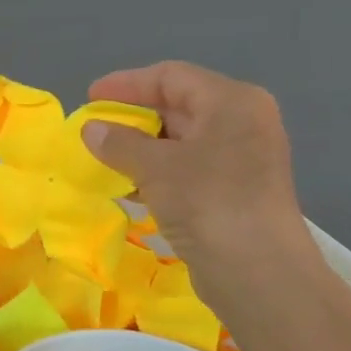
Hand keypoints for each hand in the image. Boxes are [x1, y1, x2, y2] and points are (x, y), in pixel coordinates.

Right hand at [81, 62, 321, 314]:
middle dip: (133, 117)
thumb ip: (119, 142)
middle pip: (177, 106)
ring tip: (102, 159)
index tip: (90, 98)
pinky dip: (156, 172)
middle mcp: (241, 122)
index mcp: (231, 102)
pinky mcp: (234, 191)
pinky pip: (187, 168)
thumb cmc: (209, 203)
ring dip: (140, 148)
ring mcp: (241, 158)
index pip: (170, 77)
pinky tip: (127, 187)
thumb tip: (91, 129)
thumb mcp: (155, 167)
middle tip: (94, 129)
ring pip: (180, 140)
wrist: (260, 273)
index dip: (126, 84)